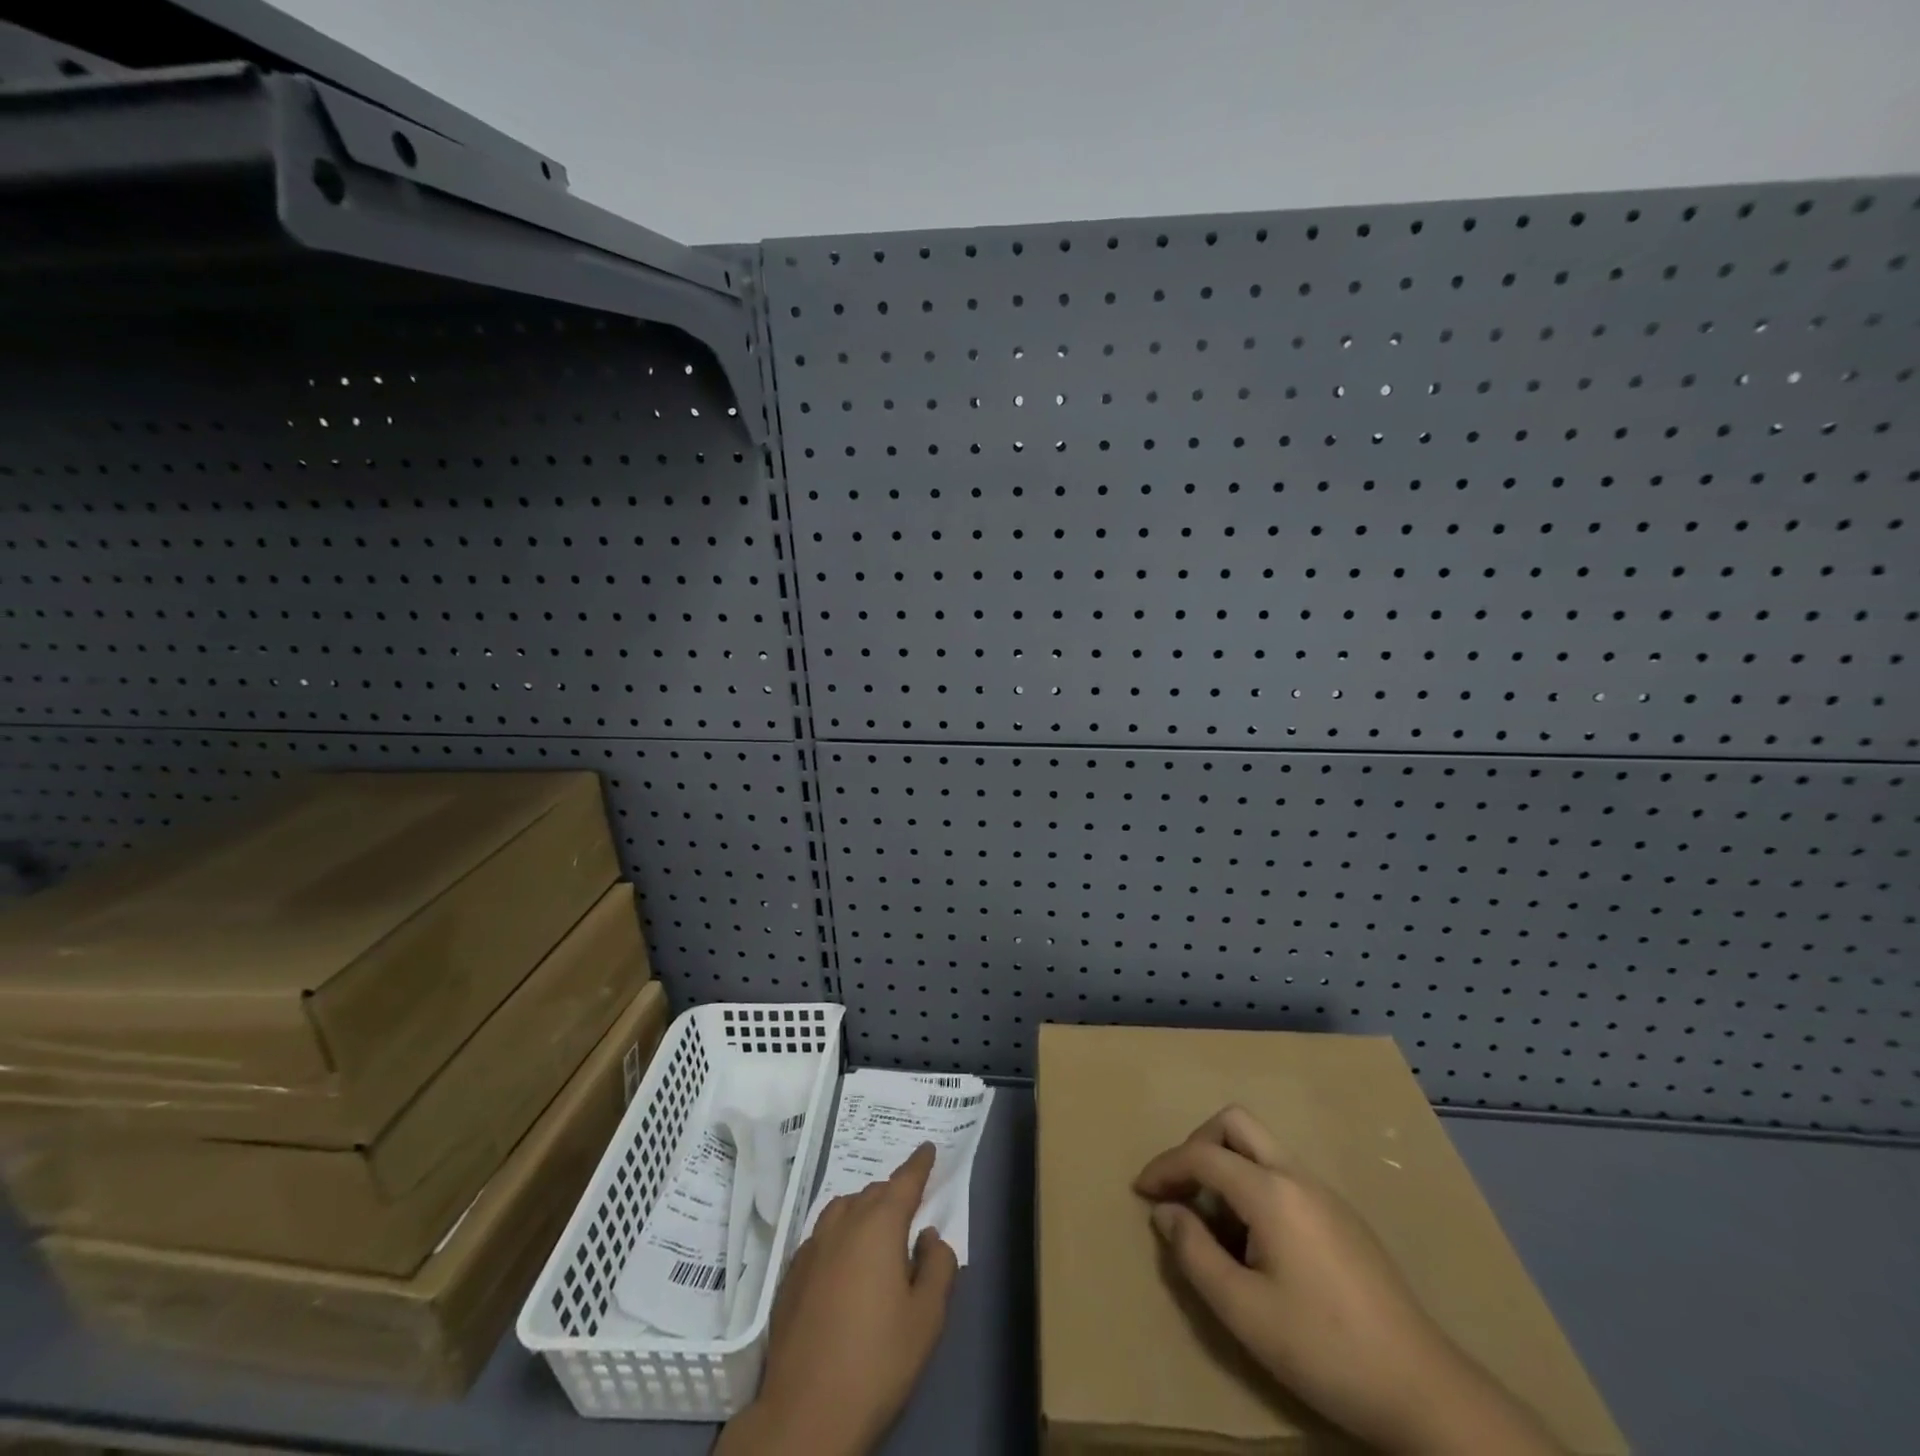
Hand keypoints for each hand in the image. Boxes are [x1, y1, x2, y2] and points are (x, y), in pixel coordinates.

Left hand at [717, 1142, 957, 1455]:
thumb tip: (929, 1236)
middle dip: (893, 1192)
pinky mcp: (791, 1273)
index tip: (928, 1147)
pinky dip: (840, 1234)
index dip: (919, 1163)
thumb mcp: (926, 1318)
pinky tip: (844, 1262)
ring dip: (864, 1209)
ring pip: (843, 1208)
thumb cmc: (877, 1360)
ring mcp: (812, 1246)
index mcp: (879, 1225)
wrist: (806, 1411)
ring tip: (877, 1230)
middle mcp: (844, 1223)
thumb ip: (937, 1266)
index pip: (904, 1181)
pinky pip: (822, 1234)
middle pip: (873, 1192)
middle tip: (909, 1207)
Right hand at [1134, 1106, 1562, 1455]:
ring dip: (1226, 1167)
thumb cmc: (1323, 1347)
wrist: (1423, 1389)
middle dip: (1198, 1145)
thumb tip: (1165, 1212)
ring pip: (1261, 1147)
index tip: (1140, 1191)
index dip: (1164, 1167)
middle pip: (1235, 1123)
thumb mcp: (1242, 1310)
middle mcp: (1297, 1175)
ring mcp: (1325, 1193)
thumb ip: (1194, 1253)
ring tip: (1214, 1224)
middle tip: (1181, 1189)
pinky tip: (1256, 1242)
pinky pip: (1283, 1175)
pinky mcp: (1343, 1217)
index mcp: (1270, 1191)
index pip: (1202, 1155)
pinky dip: (1253, 1186)